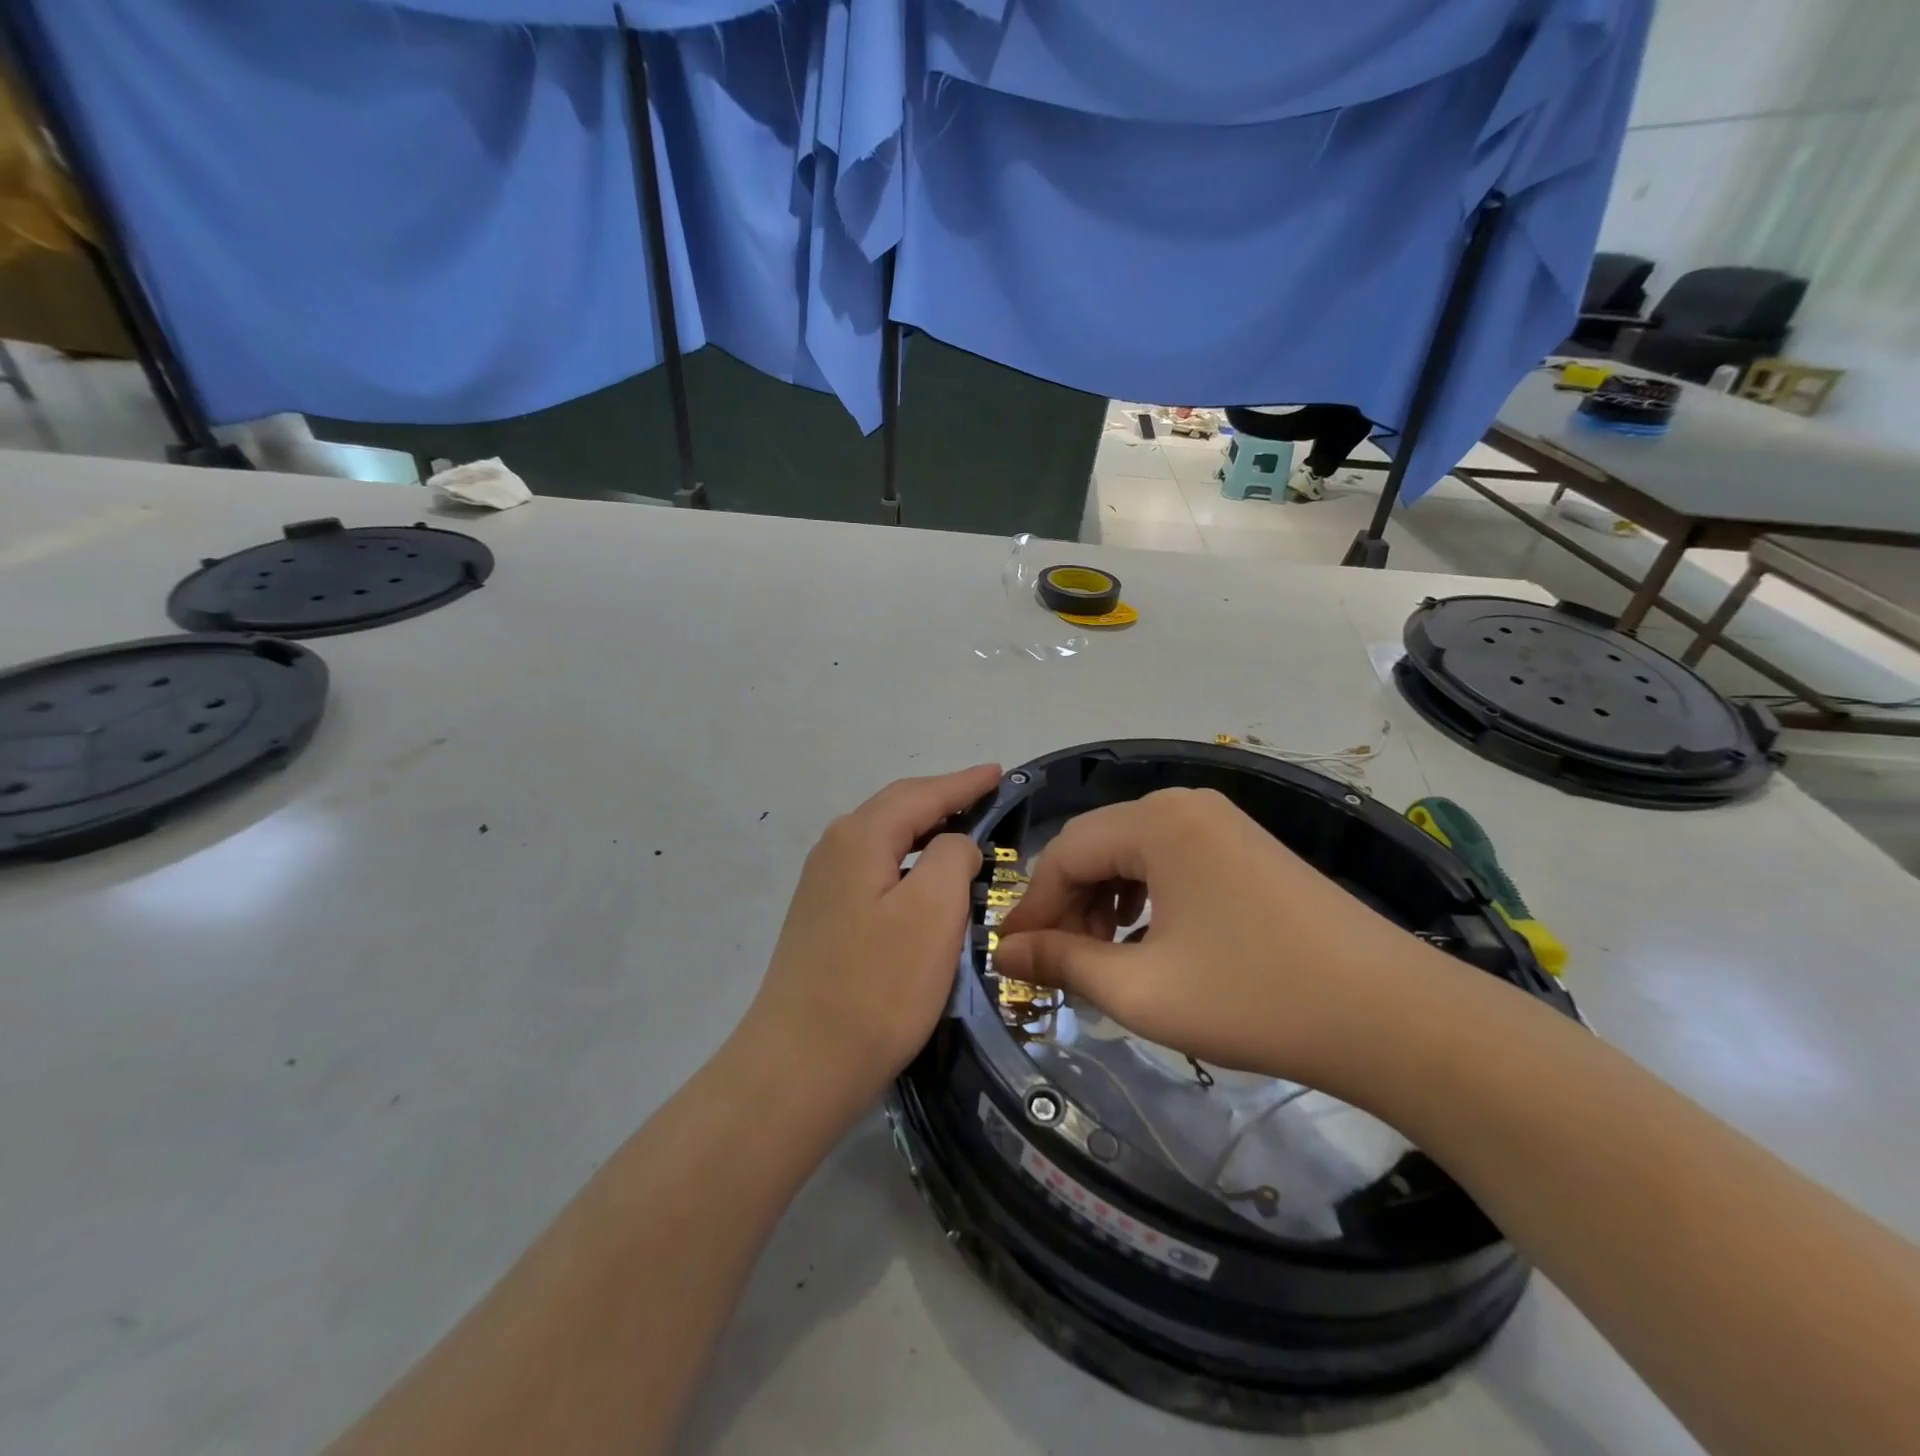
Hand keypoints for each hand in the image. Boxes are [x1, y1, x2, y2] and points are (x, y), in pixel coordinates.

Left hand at [740, 764, 1001, 1110]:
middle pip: (898, 808)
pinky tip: (925, 882)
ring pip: (885, 840)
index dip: (964, 782)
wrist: (802, 1065)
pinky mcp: (824, 918)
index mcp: (860, 837)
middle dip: (943, 798)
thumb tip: (953, 844)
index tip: (999, 772)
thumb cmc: (878, 986)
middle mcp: (834, 849)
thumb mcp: (933, 911)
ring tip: (964, 833)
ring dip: (925, 831)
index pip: (921, 793)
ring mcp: (823, 885)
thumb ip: (951, 856)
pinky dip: (909, 863)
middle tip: (987, 797)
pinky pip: (876, 869)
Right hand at [995, 787, 1465, 1095]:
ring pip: (1133, 851)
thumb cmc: (1254, 998)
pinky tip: (1148, 936)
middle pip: (1098, 845)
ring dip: (1104, 899)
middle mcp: (1185, 804)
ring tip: (1102, 954)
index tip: (1013, 957)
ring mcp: (1222, 821)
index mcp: (1156, 821)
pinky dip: (1144, 894)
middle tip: (1059, 963)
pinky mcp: (1247, 846)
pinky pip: (1171, 858)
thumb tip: (1007, 952)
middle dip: (1069, 903)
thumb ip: (1064, 962)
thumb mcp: (1141, 988)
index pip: (1065, 852)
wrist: (1392, 1016)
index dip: (1033, 906)